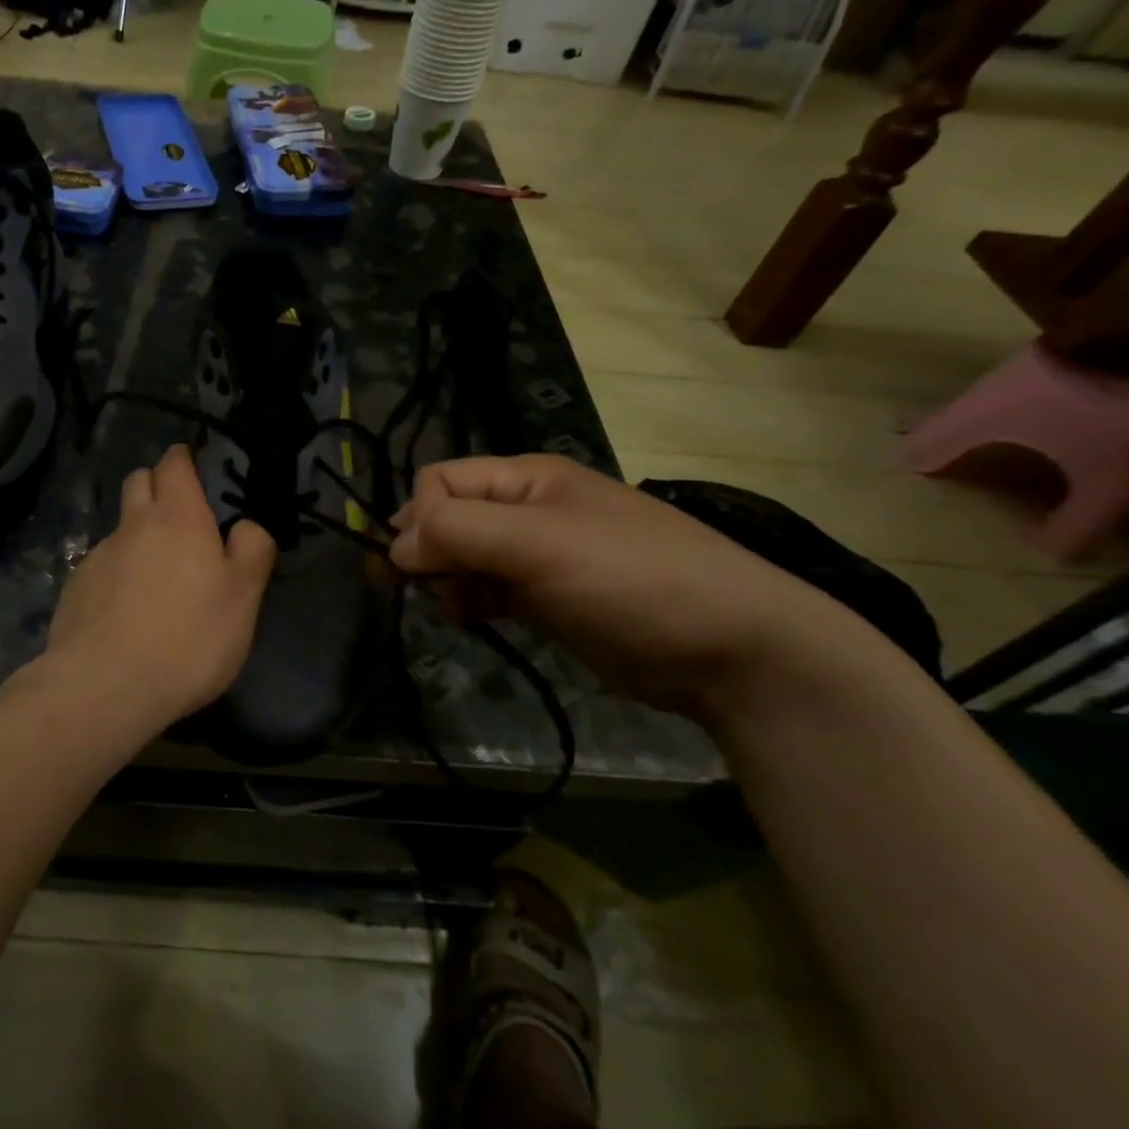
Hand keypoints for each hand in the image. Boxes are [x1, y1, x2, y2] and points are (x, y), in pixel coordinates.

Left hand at [47, 445, 276, 720]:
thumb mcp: (244, 598)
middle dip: (155, 484)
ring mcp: (99, 555)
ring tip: (154, 572)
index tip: (190, 466)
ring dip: (137, 533)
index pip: (174, 465)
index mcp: (179, 517)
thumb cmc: (189, 638)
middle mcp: (134, 525)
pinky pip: (101, 564)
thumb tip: (245, 526)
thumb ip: (251, 551)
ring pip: (120, 526)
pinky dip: (117, 572)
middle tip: (177, 512)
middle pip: (138, 482)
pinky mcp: (75, 587)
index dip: (182, 460)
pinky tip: (126, 608)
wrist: (106, 686)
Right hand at [389, 455, 899, 724]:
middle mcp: (527, 509)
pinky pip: (487, 588)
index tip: (419, 566)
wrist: (734, 651)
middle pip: (447, 518)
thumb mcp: (540, 544)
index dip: (420, 519)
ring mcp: (540, 554)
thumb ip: (459, 533)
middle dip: (429, 553)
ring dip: (449, 582)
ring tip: (462, 611)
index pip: (440, 482)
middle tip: (429, 593)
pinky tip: (478, 620)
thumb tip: (394, 546)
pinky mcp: (548, 597)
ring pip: (462, 557)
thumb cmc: (632, 580)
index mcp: (526, 478)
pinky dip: (472, 602)